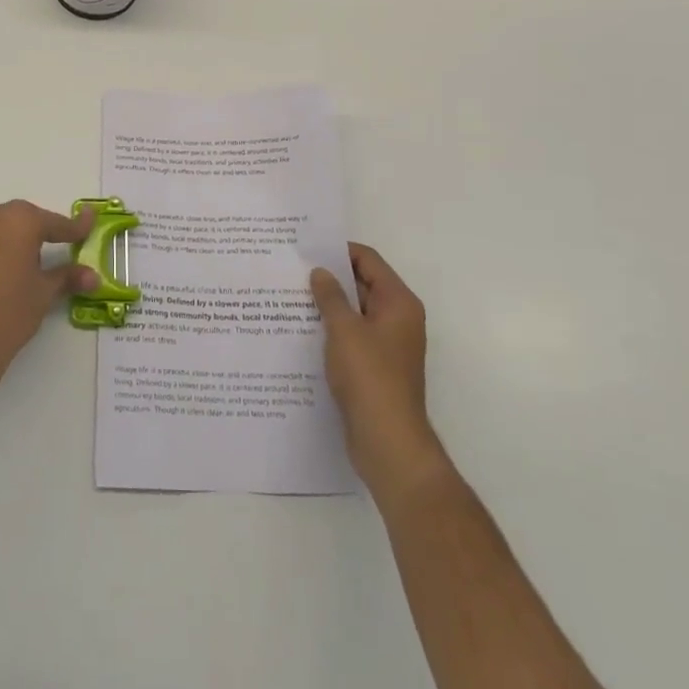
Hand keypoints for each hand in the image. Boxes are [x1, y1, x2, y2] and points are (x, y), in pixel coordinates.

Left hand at [0, 200, 97, 403]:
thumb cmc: (8, 318)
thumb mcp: (43, 296)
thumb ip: (67, 277)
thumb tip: (92, 275)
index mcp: (18, 222)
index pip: (52, 222)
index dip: (72, 228)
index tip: (86, 225)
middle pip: (12, 220)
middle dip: (27, 234)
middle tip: (36, 257)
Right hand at [311, 243, 446, 494]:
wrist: (388, 442)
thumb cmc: (370, 377)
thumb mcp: (344, 329)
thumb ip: (331, 296)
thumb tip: (320, 272)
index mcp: (398, 303)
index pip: (368, 260)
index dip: (338, 250)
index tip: (306, 247)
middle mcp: (397, 319)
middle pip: (362, 283)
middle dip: (330, 277)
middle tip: (292, 268)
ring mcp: (387, 344)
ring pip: (354, 311)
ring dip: (328, 304)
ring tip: (289, 295)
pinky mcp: (375, 367)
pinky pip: (351, 336)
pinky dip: (331, 329)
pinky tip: (301, 329)